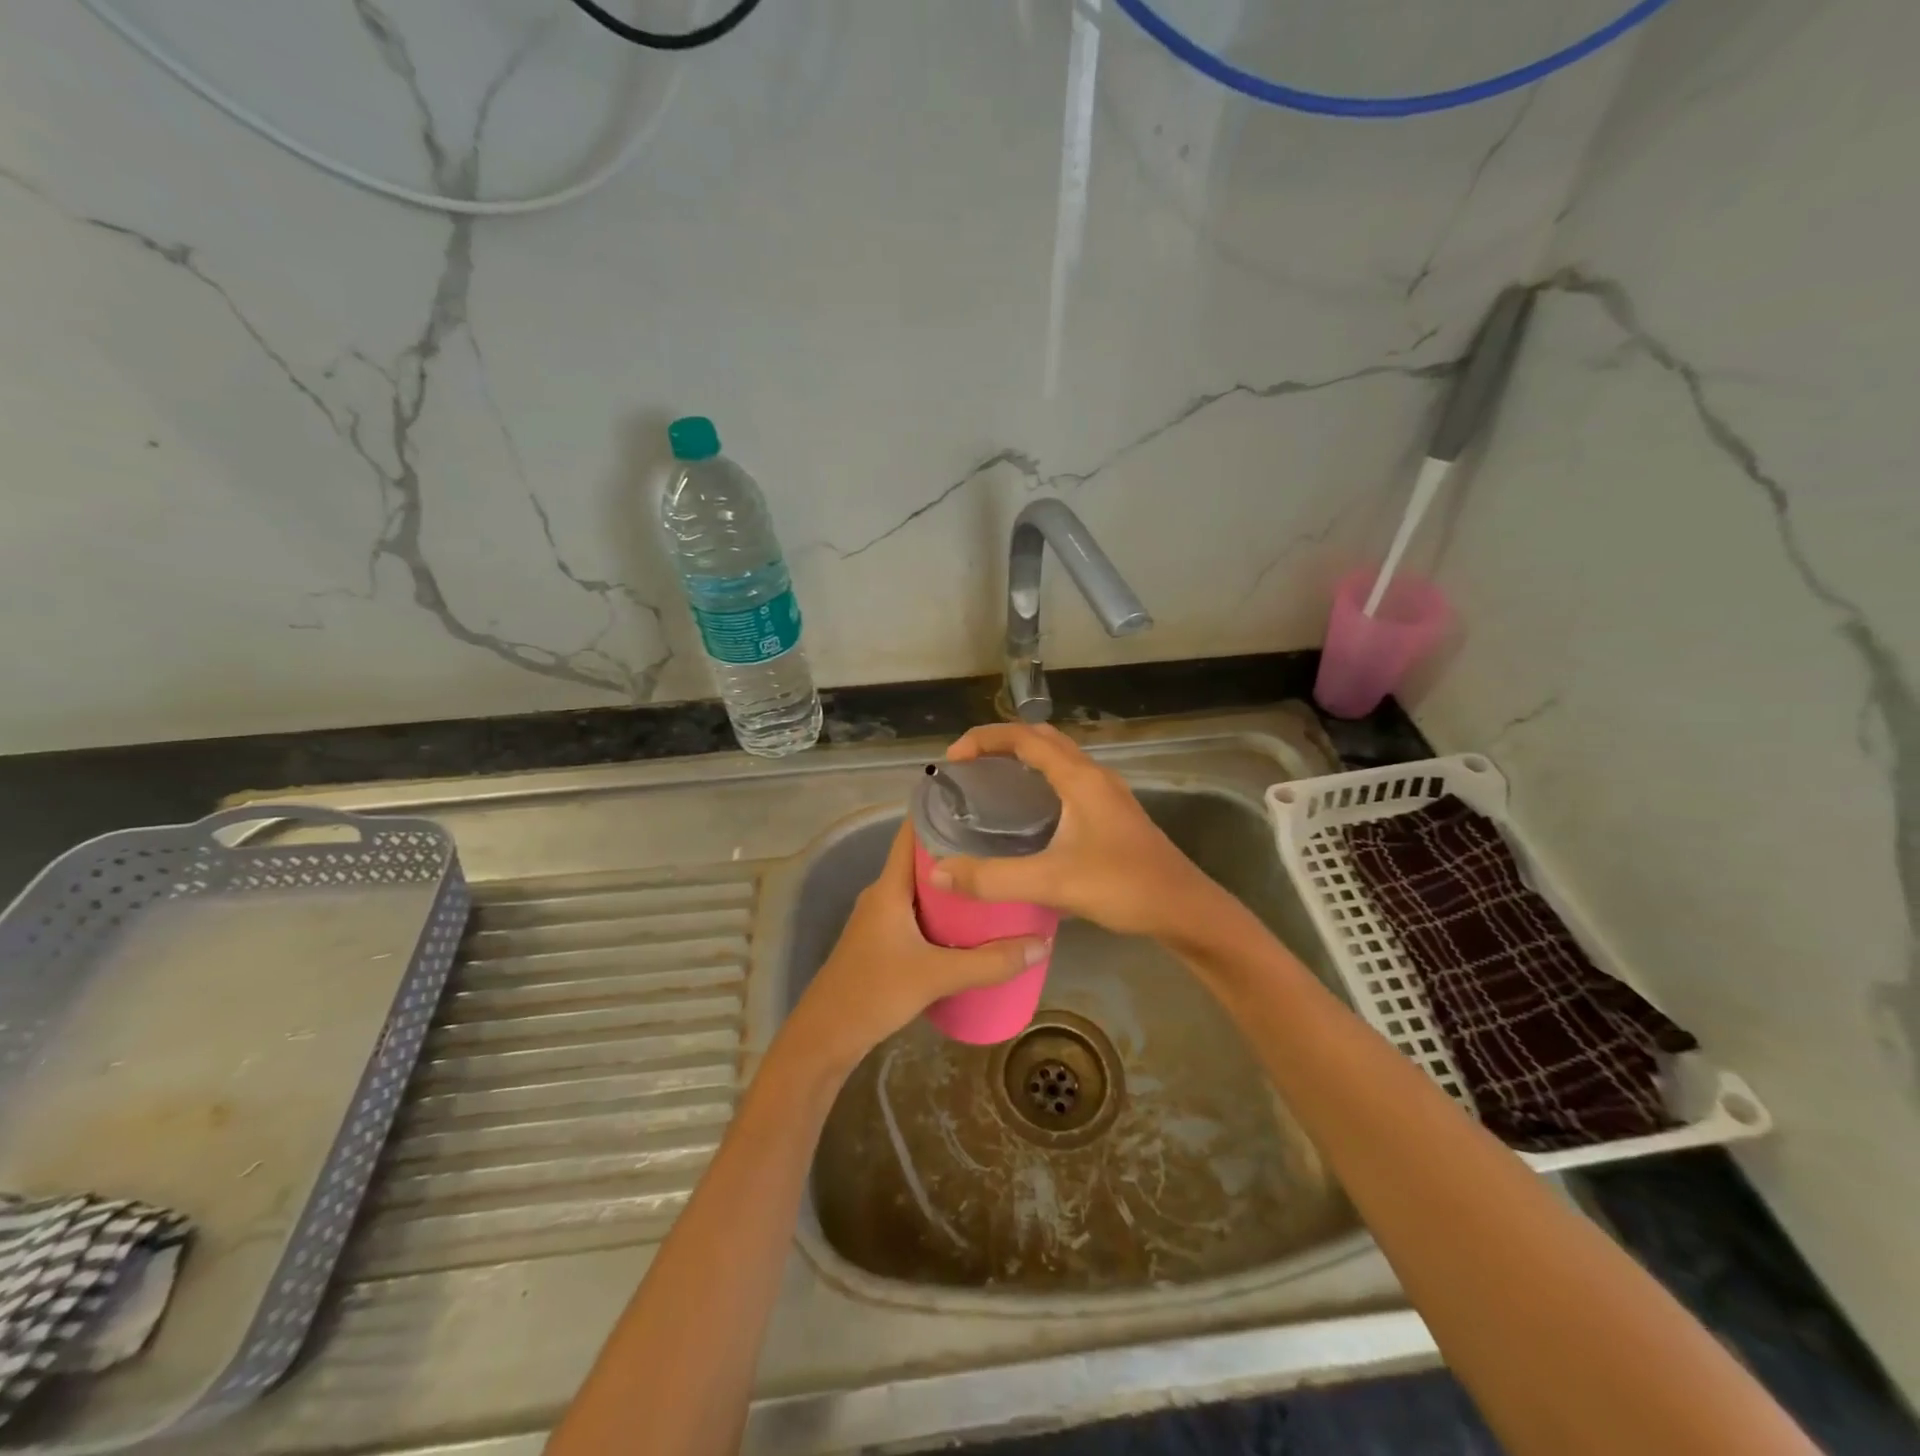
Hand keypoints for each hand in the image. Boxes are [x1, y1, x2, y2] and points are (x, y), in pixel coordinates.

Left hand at [783, 820, 1048, 1075]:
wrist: (826, 1037)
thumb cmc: (874, 993)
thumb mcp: (937, 976)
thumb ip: (990, 963)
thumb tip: (1042, 945)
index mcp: (889, 886)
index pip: (912, 832)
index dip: (942, 811)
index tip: (980, 800)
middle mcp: (883, 894)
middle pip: (924, 859)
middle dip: (962, 850)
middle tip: (1005, 845)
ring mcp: (881, 918)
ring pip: (923, 889)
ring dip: (955, 884)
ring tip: (997, 879)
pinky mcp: (884, 941)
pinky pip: (920, 913)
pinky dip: (946, 911)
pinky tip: (973, 923)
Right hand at [931, 722, 1224, 940]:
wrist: (1184, 909)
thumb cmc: (1122, 886)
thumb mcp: (1052, 882)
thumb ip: (993, 878)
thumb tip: (939, 871)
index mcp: (1079, 778)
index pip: (1023, 737)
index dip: (984, 739)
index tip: (953, 759)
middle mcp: (1094, 775)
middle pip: (1042, 738)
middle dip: (1001, 742)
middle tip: (969, 766)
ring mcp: (1108, 794)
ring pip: (1059, 758)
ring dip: (1025, 758)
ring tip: (992, 782)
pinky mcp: (1114, 814)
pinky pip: (1070, 779)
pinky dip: (1042, 779)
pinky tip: (1031, 814)